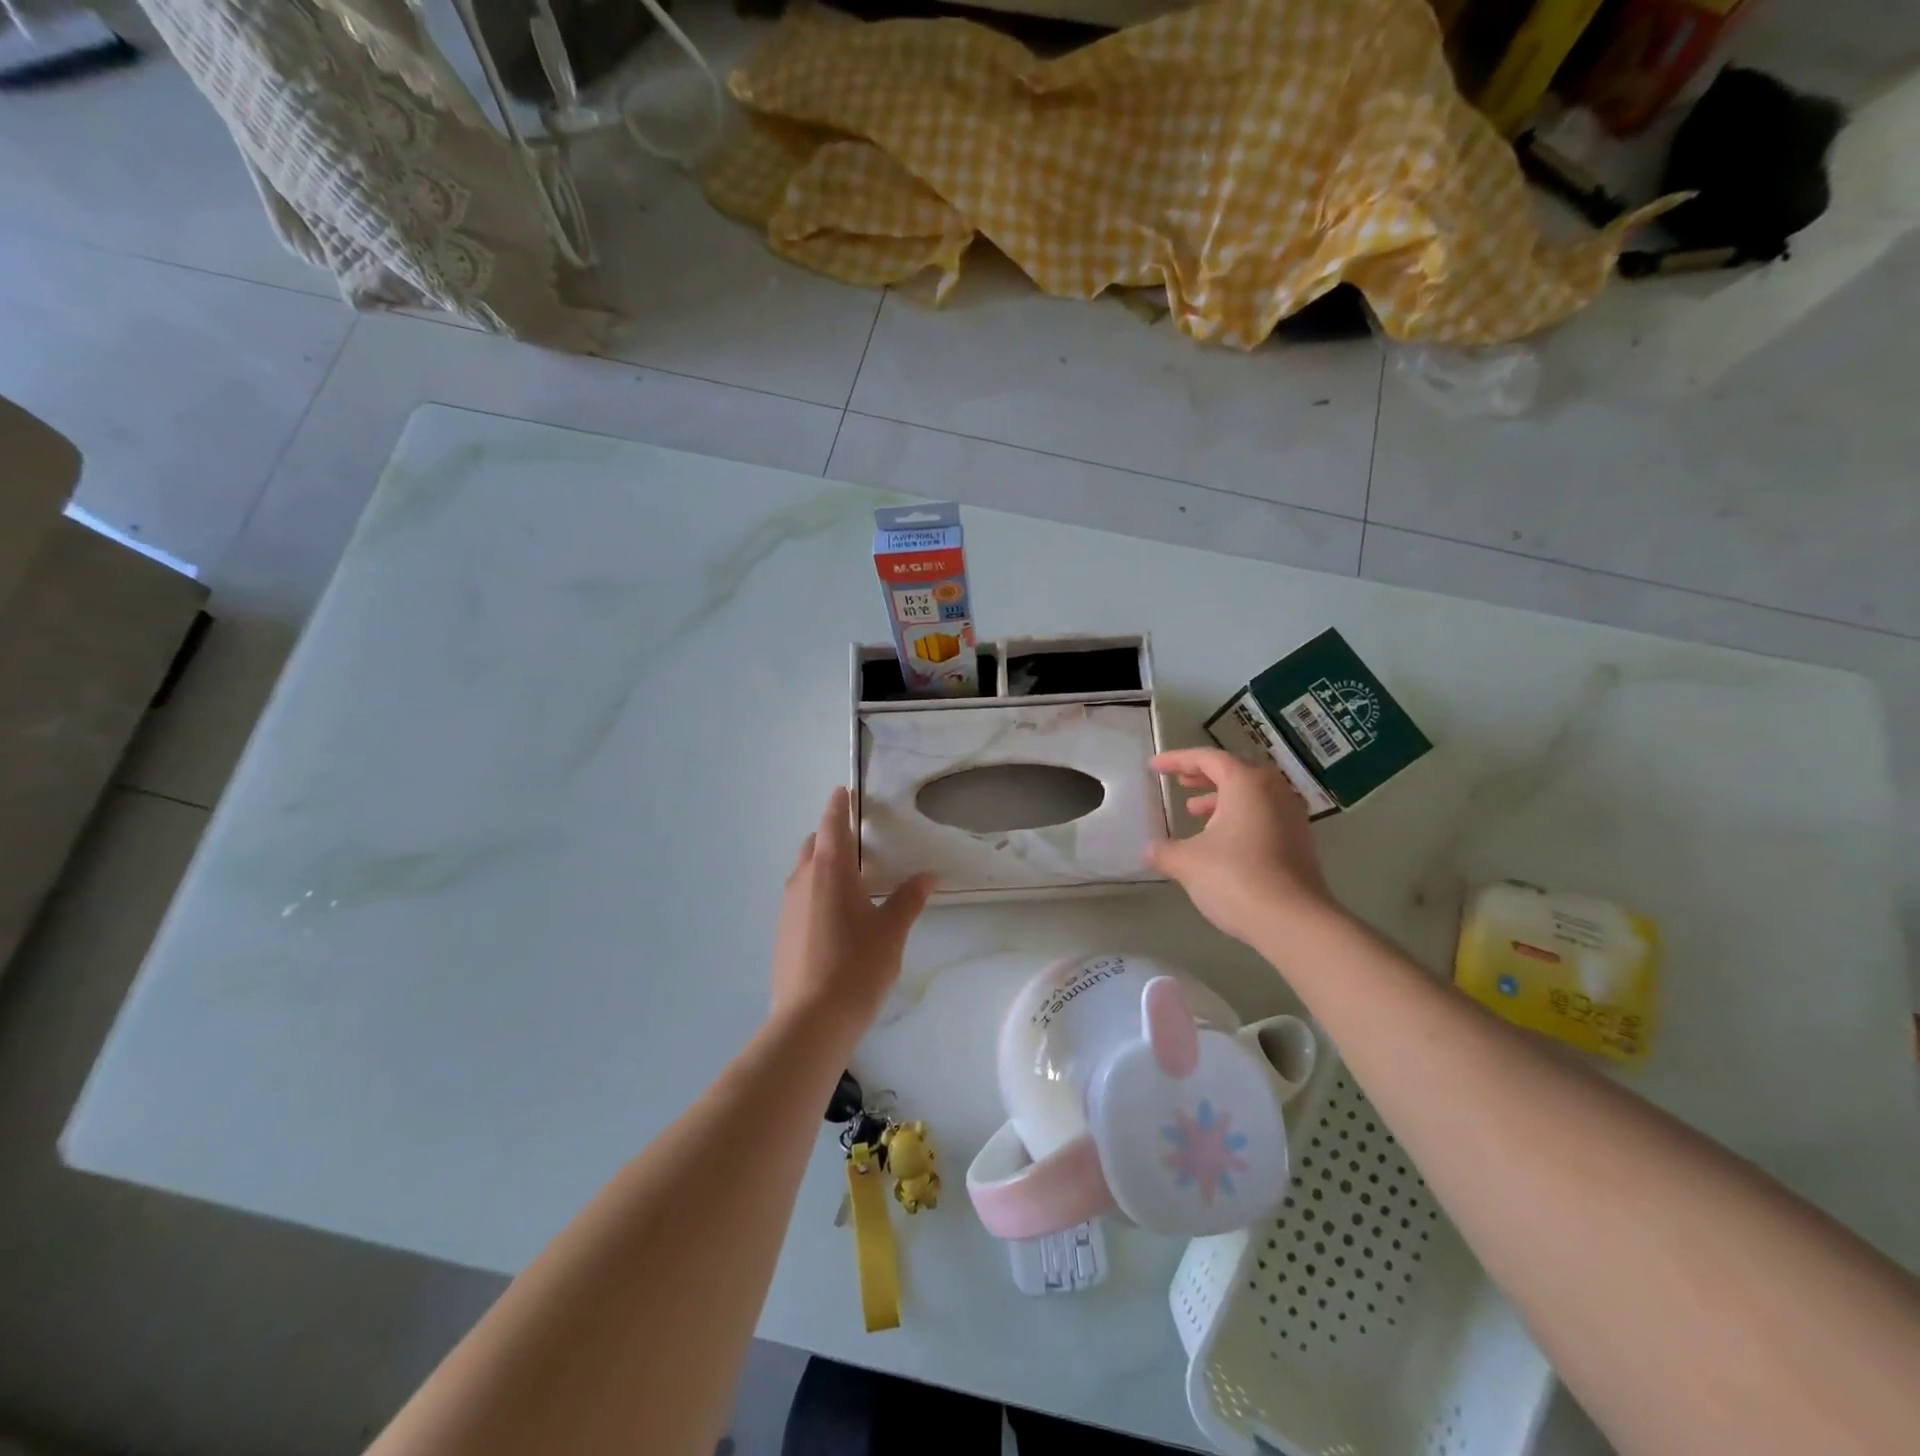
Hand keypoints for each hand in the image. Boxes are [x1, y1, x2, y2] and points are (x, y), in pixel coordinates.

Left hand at [771, 787, 934, 1042]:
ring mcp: (787, 907)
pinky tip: (837, 916)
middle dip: (832, 837)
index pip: (832, 824)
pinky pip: (800, 897)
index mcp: (829, 870)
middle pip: (814, 845)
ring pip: (804, 872)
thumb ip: (908, 899)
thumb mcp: (891, 931)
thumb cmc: (856, 966)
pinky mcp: (781, 932)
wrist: (811, 1020)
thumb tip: (927, 876)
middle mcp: (802, 881)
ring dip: (824, 866)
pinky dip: (816, 891)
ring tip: (853, 880)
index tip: (844, 791)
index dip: (839, 805)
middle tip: (859, 842)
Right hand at [1148, 747, 1337, 946]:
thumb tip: (1149, 851)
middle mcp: (1273, 791)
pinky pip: (1264, 815)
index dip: (1178, 760)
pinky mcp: (1299, 842)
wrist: (1293, 922)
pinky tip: (1221, 842)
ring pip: (1252, 795)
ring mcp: (1292, 817)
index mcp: (1246, 783)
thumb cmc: (1235, 878)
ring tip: (1195, 813)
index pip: (1208, 758)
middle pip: (1235, 772)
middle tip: (1181, 783)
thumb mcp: (1188, 863)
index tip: (1154, 767)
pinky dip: (1239, 818)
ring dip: (1222, 799)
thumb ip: (1164, 851)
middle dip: (1204, 776)